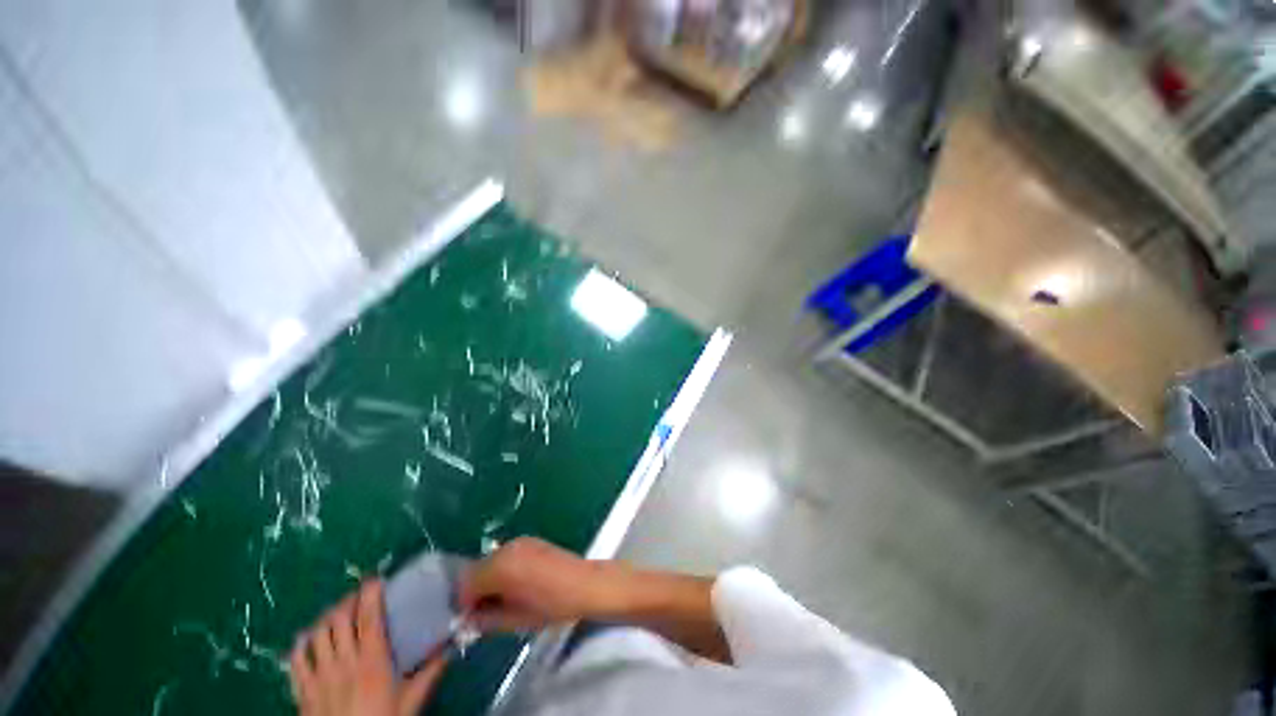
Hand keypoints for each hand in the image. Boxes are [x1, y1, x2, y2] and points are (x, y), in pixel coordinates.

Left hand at [289, 581, 447, 715]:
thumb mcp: (411, 702)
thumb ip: (430, 672)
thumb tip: (452, 646)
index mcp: (372, 661)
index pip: (368, 617)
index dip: (369, 594)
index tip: (375, 579)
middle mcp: (343, 662)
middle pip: (339, 619)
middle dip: (348, 601)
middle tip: (358, 597)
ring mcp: (319, 676)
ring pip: (317, 633)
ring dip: (326, 618)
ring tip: (337, 614)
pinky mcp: (302, 690)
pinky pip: (296, 659)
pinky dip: (302, 643)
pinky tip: (309, 638)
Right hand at [459, 537, 607, 631]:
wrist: (583, 584)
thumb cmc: (550, 606)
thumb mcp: (513, 621)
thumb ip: (484, 619)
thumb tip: (467, 619)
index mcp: (500, 568)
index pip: (465, 583)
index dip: (464, 603)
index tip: (472, 618)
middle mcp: (506, 549)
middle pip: (475, 569)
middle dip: (476, 590)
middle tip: (486, 610)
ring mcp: (519, 542)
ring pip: (489, 561)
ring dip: (489, 578)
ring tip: (504, 597)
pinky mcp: (529, 540)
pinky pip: (505, 555)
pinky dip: (502, 568)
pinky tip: (517, 583)